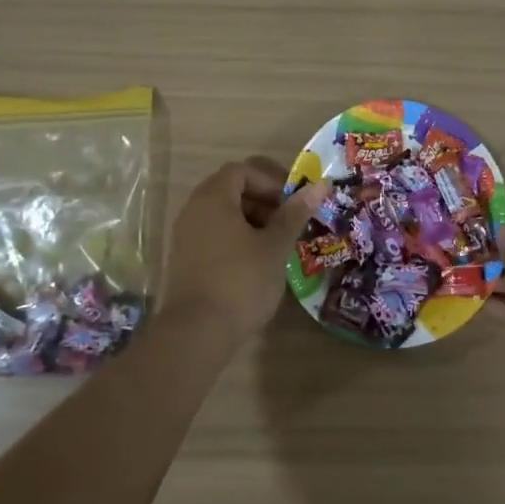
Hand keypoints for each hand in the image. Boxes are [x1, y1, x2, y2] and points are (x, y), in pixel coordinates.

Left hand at [162, 159, 327, 345]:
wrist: (197, 332)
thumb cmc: (241, 281)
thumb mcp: (275, 246)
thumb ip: (295, 213)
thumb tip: (319, 186)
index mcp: (213, 198)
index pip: (243, 171)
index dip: (271, 180)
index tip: (293, 202)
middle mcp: (194, 209)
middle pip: (231, 189)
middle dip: (263, 201)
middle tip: (288, 222)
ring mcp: (185, 235)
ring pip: (223, 213)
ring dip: (252, 221)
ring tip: (276, 245)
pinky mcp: (184, 258)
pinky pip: (213, 233)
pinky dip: (236, 238)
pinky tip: (255, 263)